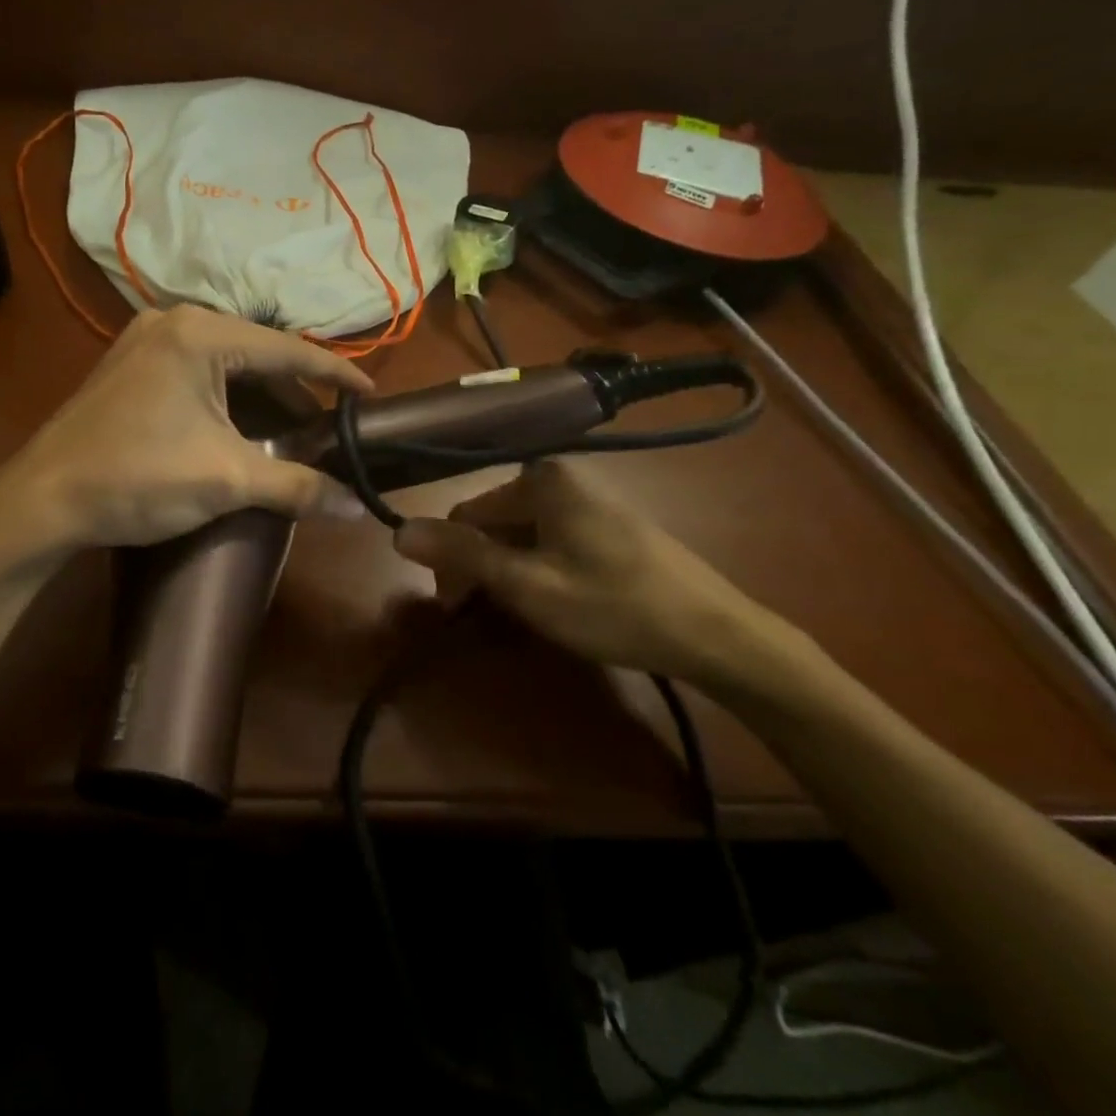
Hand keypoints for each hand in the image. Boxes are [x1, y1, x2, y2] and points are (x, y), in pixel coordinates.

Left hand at [0, 307, 372, 554]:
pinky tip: (241, 429)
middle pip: (256, 354)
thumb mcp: (226, 480)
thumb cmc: (137, 478)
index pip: (288, 350)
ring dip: (260, 399)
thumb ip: (298, 486)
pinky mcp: (129, 366)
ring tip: (292, 435)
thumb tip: (359, 509)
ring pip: (225, 364)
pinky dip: (226, 399)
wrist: (42, 500)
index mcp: (200, 333)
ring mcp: (145, 341)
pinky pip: (196, 372)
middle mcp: (173, 321)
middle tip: (329, 430)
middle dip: (294, 394)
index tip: (371, 397)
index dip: (335, 375)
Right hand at [394, 460, 816, 690]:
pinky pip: (551, 543)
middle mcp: (561, 480)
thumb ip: (462, 555)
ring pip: (521, 537)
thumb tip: (398, 531)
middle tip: (487, 618)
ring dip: (508, 574)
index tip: (457, 610)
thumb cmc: (614, 606)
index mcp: (539, 481)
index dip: (452, 563)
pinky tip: (554, 605)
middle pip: (493, 524)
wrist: (718, 635)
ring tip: (523, 617)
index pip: (466, 516)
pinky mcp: (608, 528)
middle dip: (480, 569)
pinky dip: (538, 572)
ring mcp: (588, 503)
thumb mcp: (527, 585)